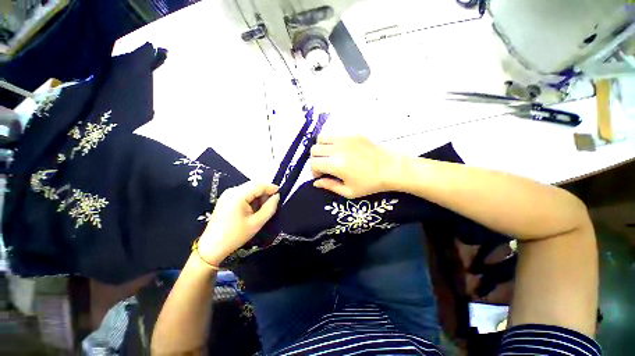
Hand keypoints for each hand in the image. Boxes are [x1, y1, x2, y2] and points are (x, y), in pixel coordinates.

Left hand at [197, 182, 279, 265]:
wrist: (212, 247)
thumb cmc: (235, 236)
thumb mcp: (256, 223)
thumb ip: (269, 208)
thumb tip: (276, 196)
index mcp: (238, 195)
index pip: (259, 185)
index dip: (271, 187)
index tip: (280, 194)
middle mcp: (232, 191)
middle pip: (254, 185)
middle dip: (265, 192)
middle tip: (272, 204)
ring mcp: (227, 194)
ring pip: (249, 189)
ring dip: (259, 196)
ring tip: (262, 209)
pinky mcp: (226, 199)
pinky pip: (243, 193)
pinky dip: (252, 198)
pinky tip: (253, 209)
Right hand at [310, 136, 399, 197]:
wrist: (391, 168)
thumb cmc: (370, 184)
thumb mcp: (349, 192)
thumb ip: (330, 186)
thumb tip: (316, 183)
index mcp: (335, 164)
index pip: (313, 163)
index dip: (314, 171)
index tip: (321, 176)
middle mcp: (337, 149)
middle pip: (314, 149)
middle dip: (316, 160)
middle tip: (325, 167)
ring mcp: (345, 139)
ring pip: (321, 138)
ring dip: (322, 149)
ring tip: (330, 156)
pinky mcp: (352, 134)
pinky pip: (335, 135)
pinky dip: (332, 142)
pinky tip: (341, 150)